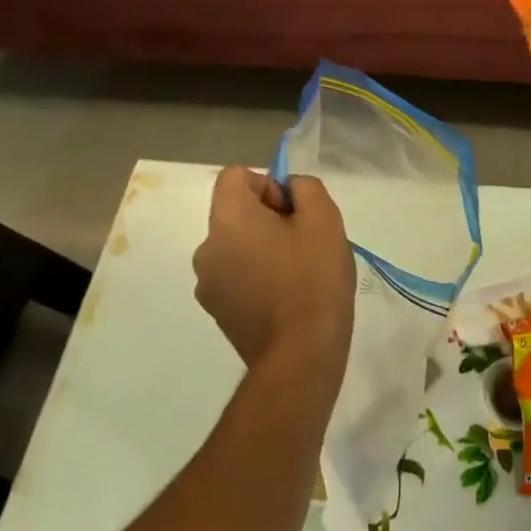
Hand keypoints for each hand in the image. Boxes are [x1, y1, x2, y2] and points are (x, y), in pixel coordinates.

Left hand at [193, 168, 355, 370]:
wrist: (301, 354)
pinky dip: (256, 276)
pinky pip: (235, 276)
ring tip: (297, 274)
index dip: (267, 185)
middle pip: (235, 212)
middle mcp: (206, 249)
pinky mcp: (217, 312)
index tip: (293, 212)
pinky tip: (285, 298)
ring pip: (236, 246)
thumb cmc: (314, 278)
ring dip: (262, 248)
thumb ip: (305, 188)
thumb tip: (290, 190)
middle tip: (304, 242)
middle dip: (268, 218)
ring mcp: (208, 285)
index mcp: (227, 220)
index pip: (234, 177)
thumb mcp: (324, 218)